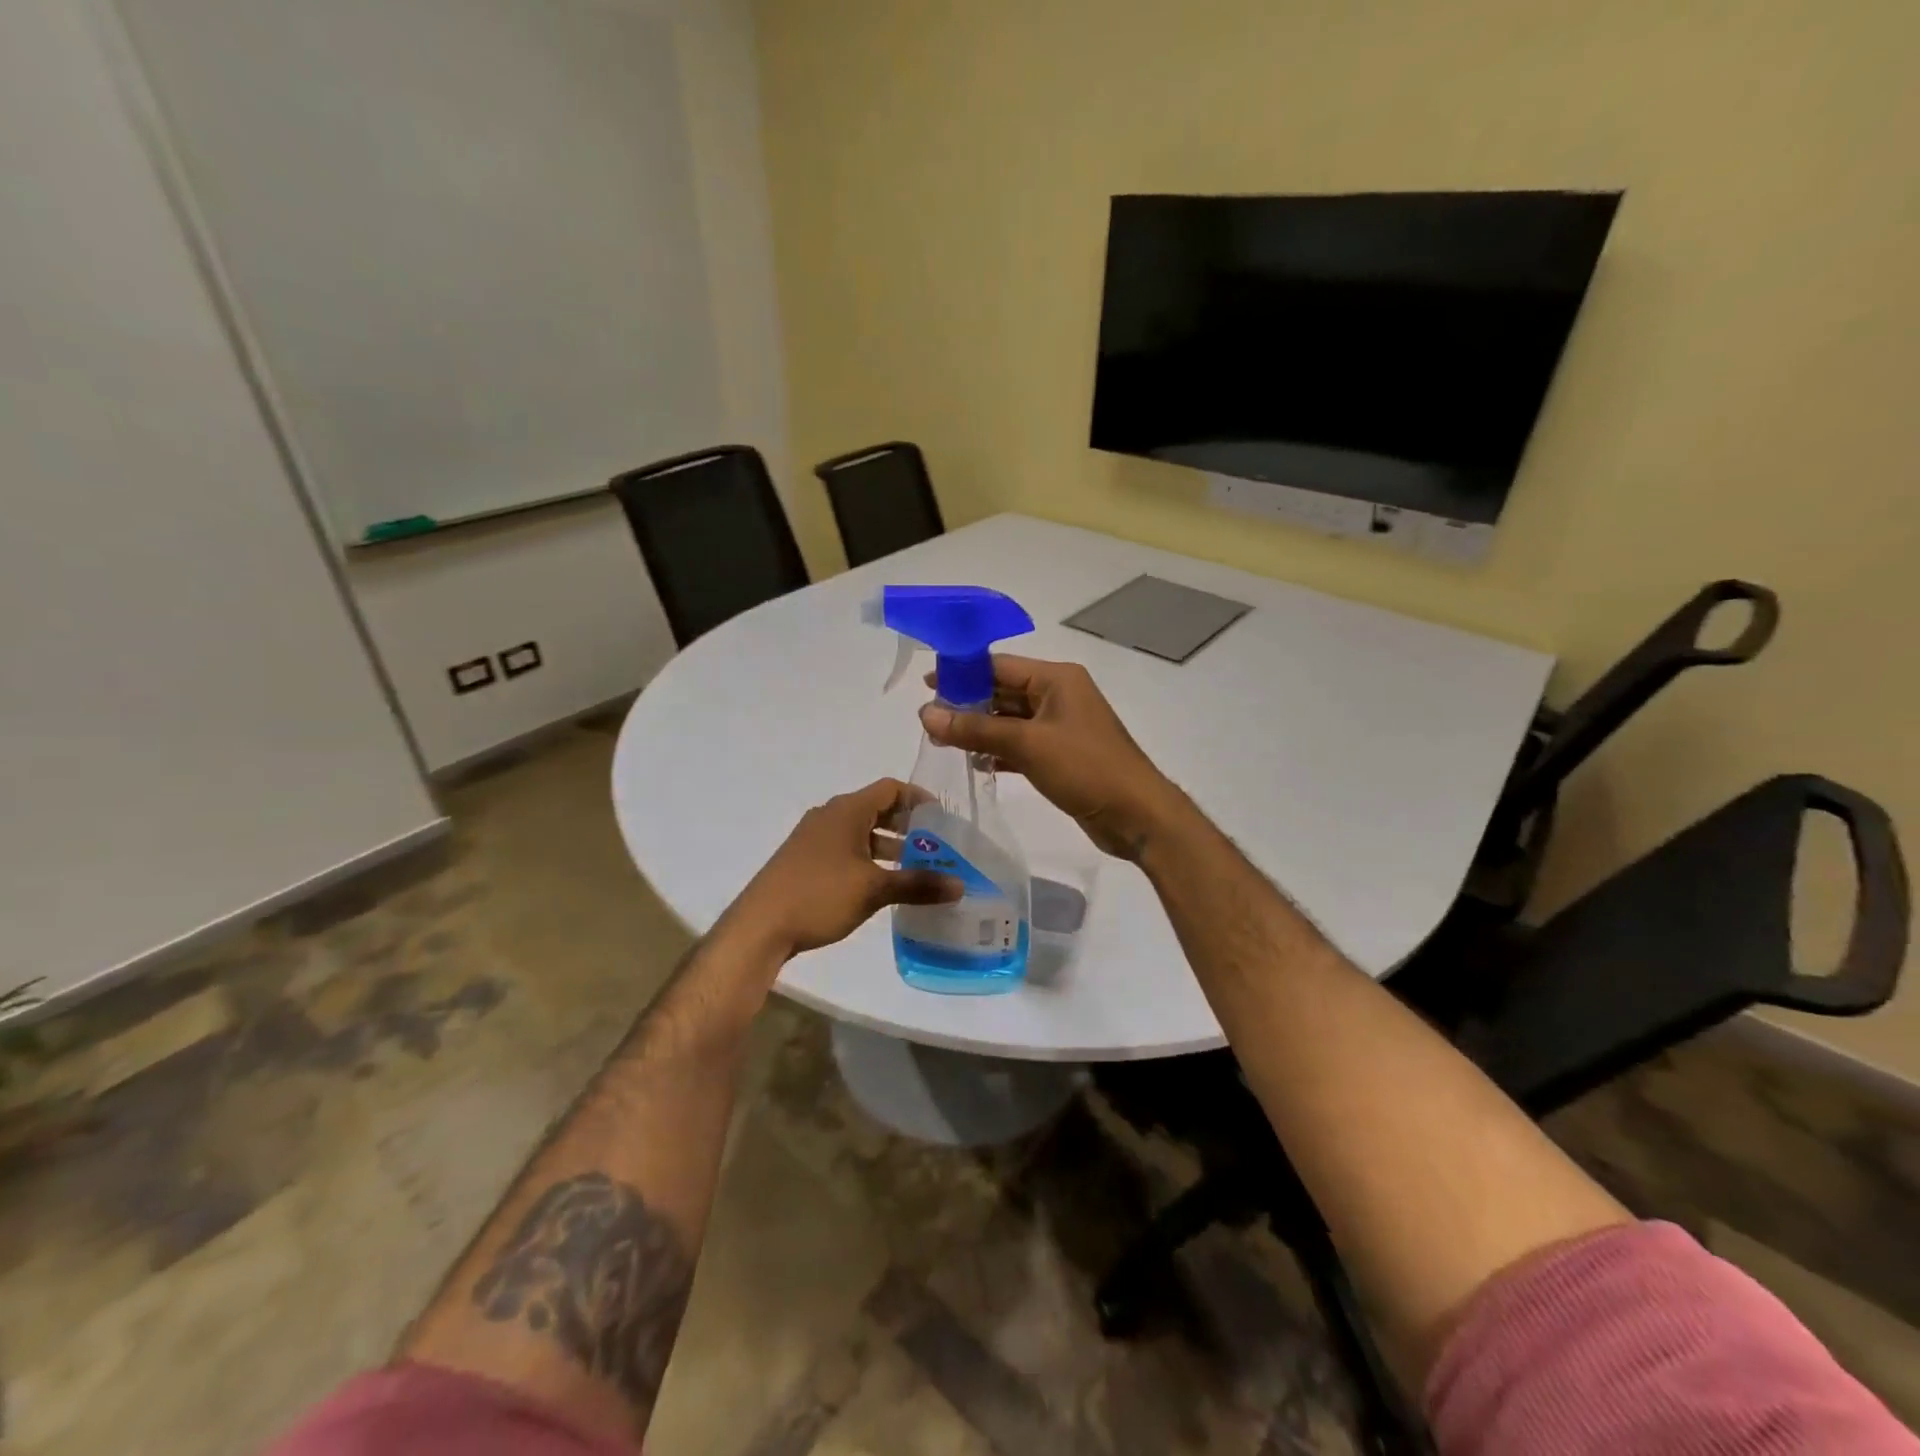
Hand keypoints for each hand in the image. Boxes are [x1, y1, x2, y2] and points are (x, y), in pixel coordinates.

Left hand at [725, 779, 961, 959]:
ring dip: (889, 847)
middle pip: (877, 810)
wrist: (760, 927)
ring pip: (861, 833)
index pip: (890, 789)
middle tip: (936, 847)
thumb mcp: (874, 889)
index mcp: (846, 810)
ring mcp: (814, 839)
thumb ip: (918, 884)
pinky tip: (882, 886)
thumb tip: (959, 885)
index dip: (919, 799)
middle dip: (908, 827)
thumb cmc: (819, 895)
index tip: (943, 818)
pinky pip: (846, 850)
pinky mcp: (805, 861)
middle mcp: (829, 816)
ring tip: (916, 871)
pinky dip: (869, 860)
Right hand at [920, 656, 1179, 859]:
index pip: (999, 665)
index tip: (926, 685)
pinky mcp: (1061, 755)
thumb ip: (976, 729)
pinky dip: (998, 751)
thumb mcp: (1027, 745)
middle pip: (1003, 691)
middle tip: (928, 720)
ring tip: (941, 741)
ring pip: (1010, 721)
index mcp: (1056, 679)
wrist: (1136, 814)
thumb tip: (926, 715)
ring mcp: (1061, 727)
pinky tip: (973, 763)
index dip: (961, 672)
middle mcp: (1059, 696)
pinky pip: (1021, 745)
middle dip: (967, 704)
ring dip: (979, 730)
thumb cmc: (1085, 768)